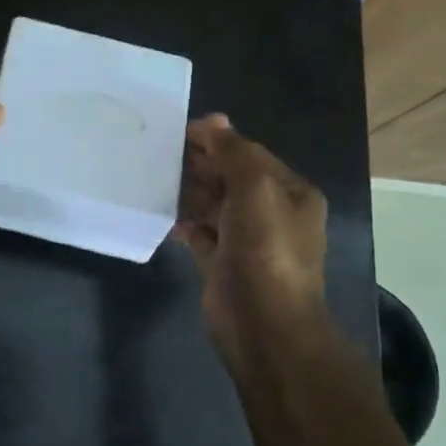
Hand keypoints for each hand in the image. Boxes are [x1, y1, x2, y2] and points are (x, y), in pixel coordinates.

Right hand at [173, 114, 331, 369]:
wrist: (263, 325)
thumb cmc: (265, 251)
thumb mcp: (254, 190)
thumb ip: (233, 152)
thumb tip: (213, 120)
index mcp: (289, 193)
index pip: (250, 154)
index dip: (217, 140)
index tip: (178, 132)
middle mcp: (271, 213)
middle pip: (230, 177)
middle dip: (200, 164)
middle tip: (160, 153)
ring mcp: (245, 240)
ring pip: (212, 204)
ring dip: (188, 191)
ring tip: (155, 178)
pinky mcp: (221, 263)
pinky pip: (199, 232)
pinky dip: (183, 221)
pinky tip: (162, 213)